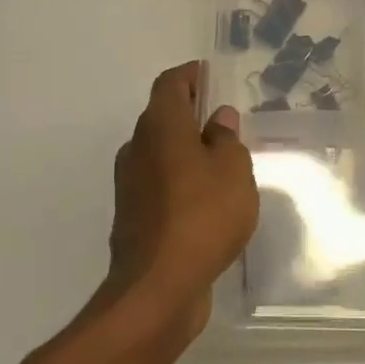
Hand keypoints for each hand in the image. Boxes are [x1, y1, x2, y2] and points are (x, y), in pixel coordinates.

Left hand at [101, 62, 257, 340]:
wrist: (158, 288)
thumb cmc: (203, 215)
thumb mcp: (233, 170)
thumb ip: (227, 139)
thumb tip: (217, 118)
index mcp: (160, 126)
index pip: (170, 83)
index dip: (191, 75)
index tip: (212, 76)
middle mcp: (138, 148)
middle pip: (163, 117)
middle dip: (192, 113)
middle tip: (226, 120)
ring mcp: (131, 184)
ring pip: (161, 153)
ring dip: (187, 151)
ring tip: (223, 161)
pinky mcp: (134, 217)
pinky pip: (161, 184)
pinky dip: (181, 181)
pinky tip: (208, 200)